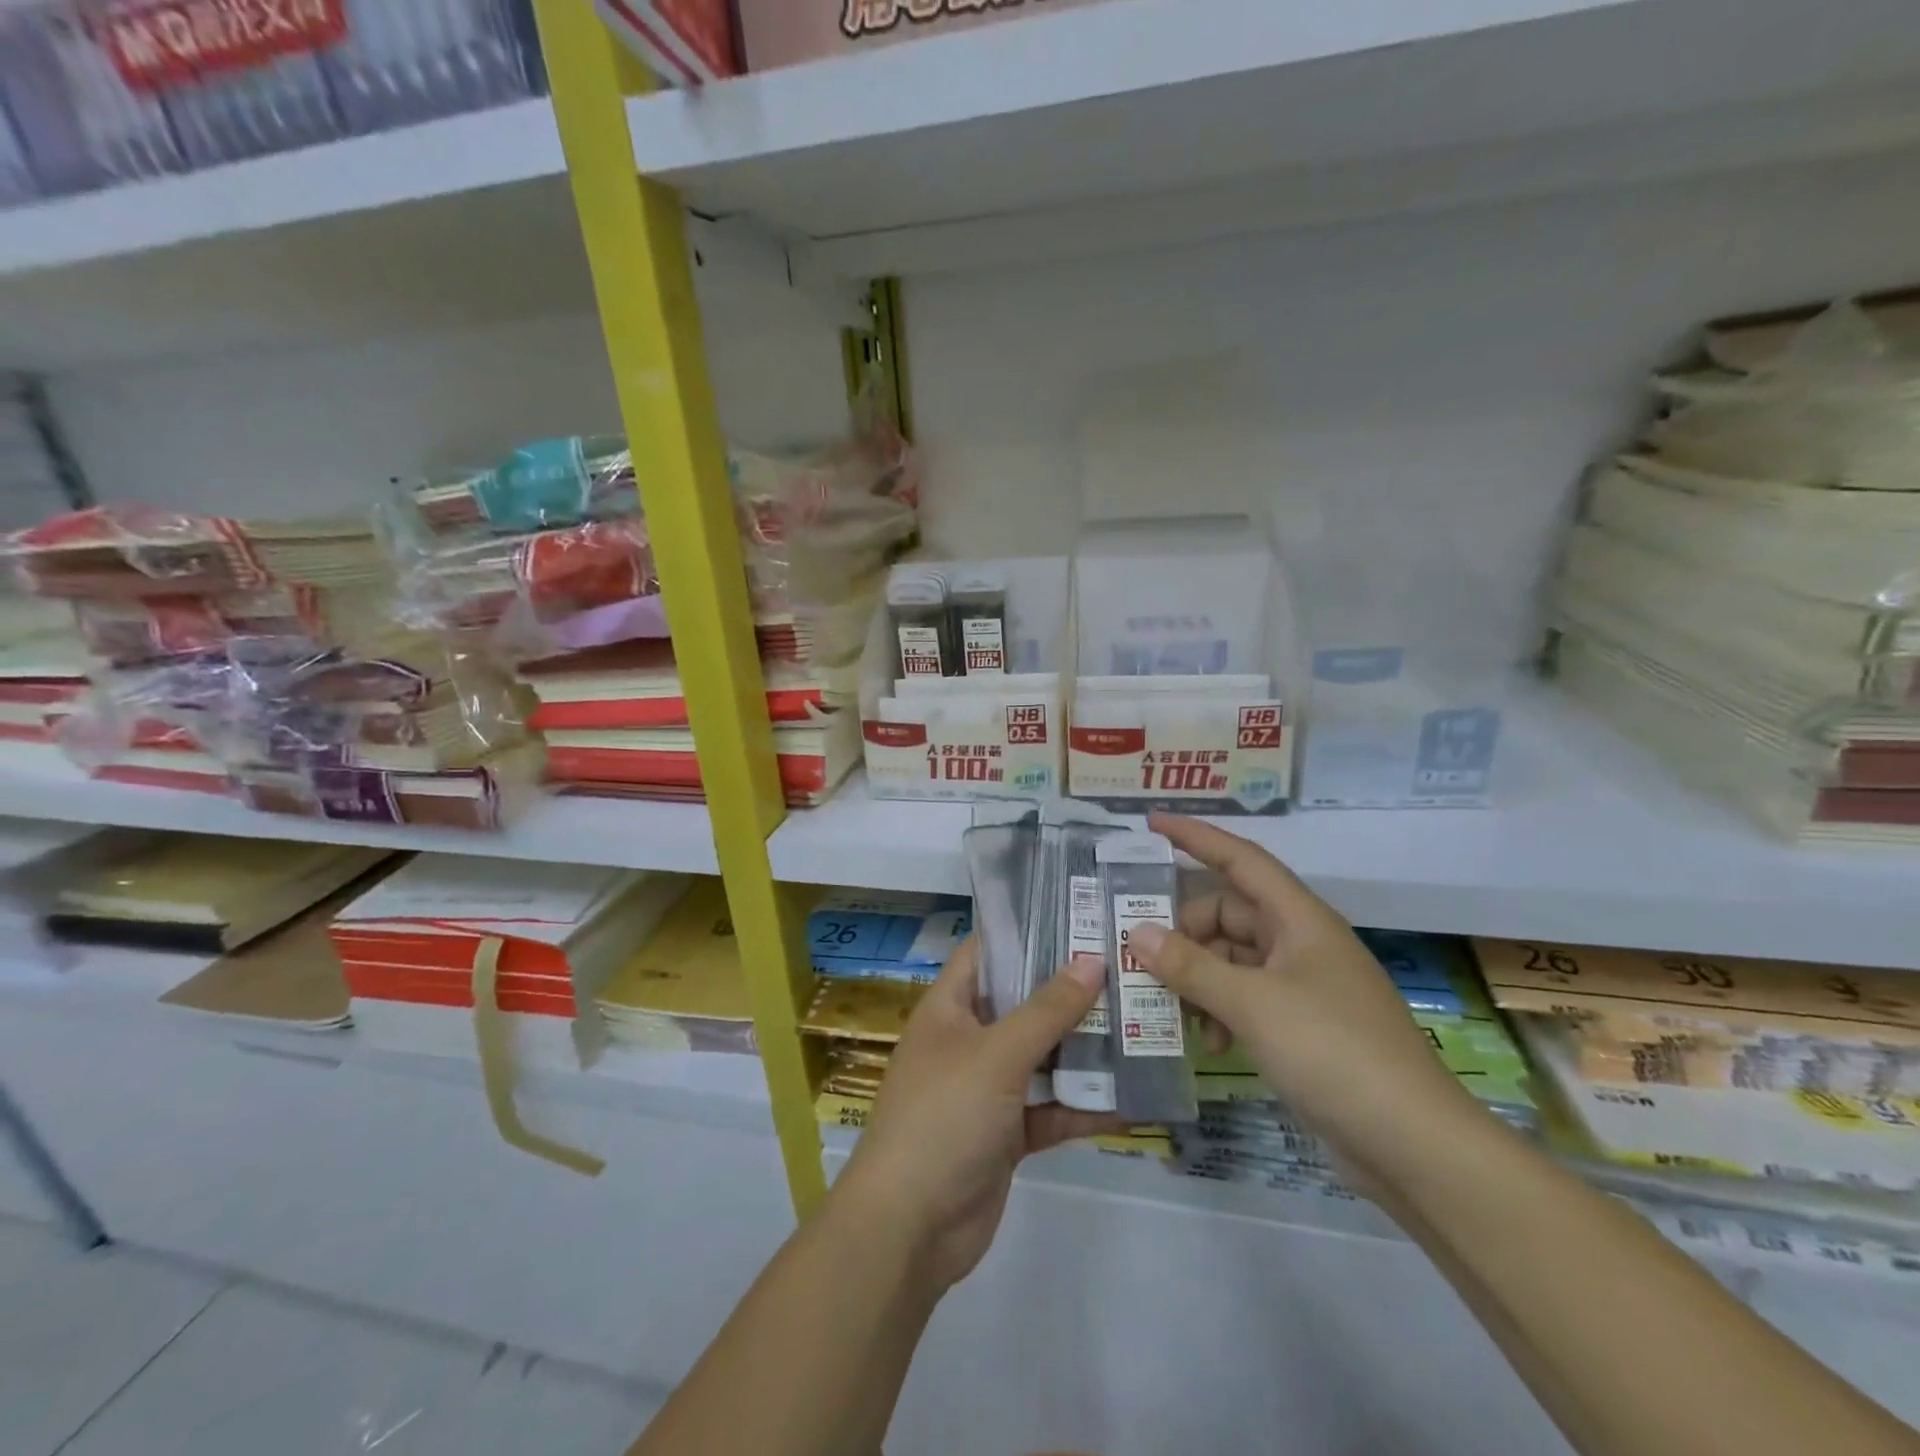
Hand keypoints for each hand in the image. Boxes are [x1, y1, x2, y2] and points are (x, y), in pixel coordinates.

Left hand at [834, 939, 1123, 1291]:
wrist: (909, 1228)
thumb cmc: (943, 1117)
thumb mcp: (997, 1054)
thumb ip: (1047, 1010)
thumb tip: (1092, 959)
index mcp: (950, 1007)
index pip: (988, 951)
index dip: (1027, 929)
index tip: (1079, 915)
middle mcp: (968, 1040)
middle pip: (1023, 1002)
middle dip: (1070, 990)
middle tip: (1127, 967)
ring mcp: (988, 1088)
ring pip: (1043, 1056)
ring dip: (1085, 1048)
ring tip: (1141, 1023)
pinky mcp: (1007, 1134)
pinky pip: (1050, 1109)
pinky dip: (1083, 1106)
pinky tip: (1133, 1101)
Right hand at [1130, 814, 1486, 1184]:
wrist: (1414, 1145)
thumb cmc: (1334, 1052)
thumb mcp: (1252, 1004)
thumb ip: (1190, 966)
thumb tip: (1137, 934)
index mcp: (1299, 919)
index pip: (1240, 859)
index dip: (1196, 836)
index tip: (1151, 823)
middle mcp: (1301, 942)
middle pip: (1228, 915)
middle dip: (1184, 933)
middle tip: (1143, 957)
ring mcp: (1304, 985)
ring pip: (1233, 959)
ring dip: (1199, 978)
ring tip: (1172, 1009)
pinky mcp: (1304, 1025)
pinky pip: (1246, 997)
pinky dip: (1220, 1010)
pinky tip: (1210, 1043)